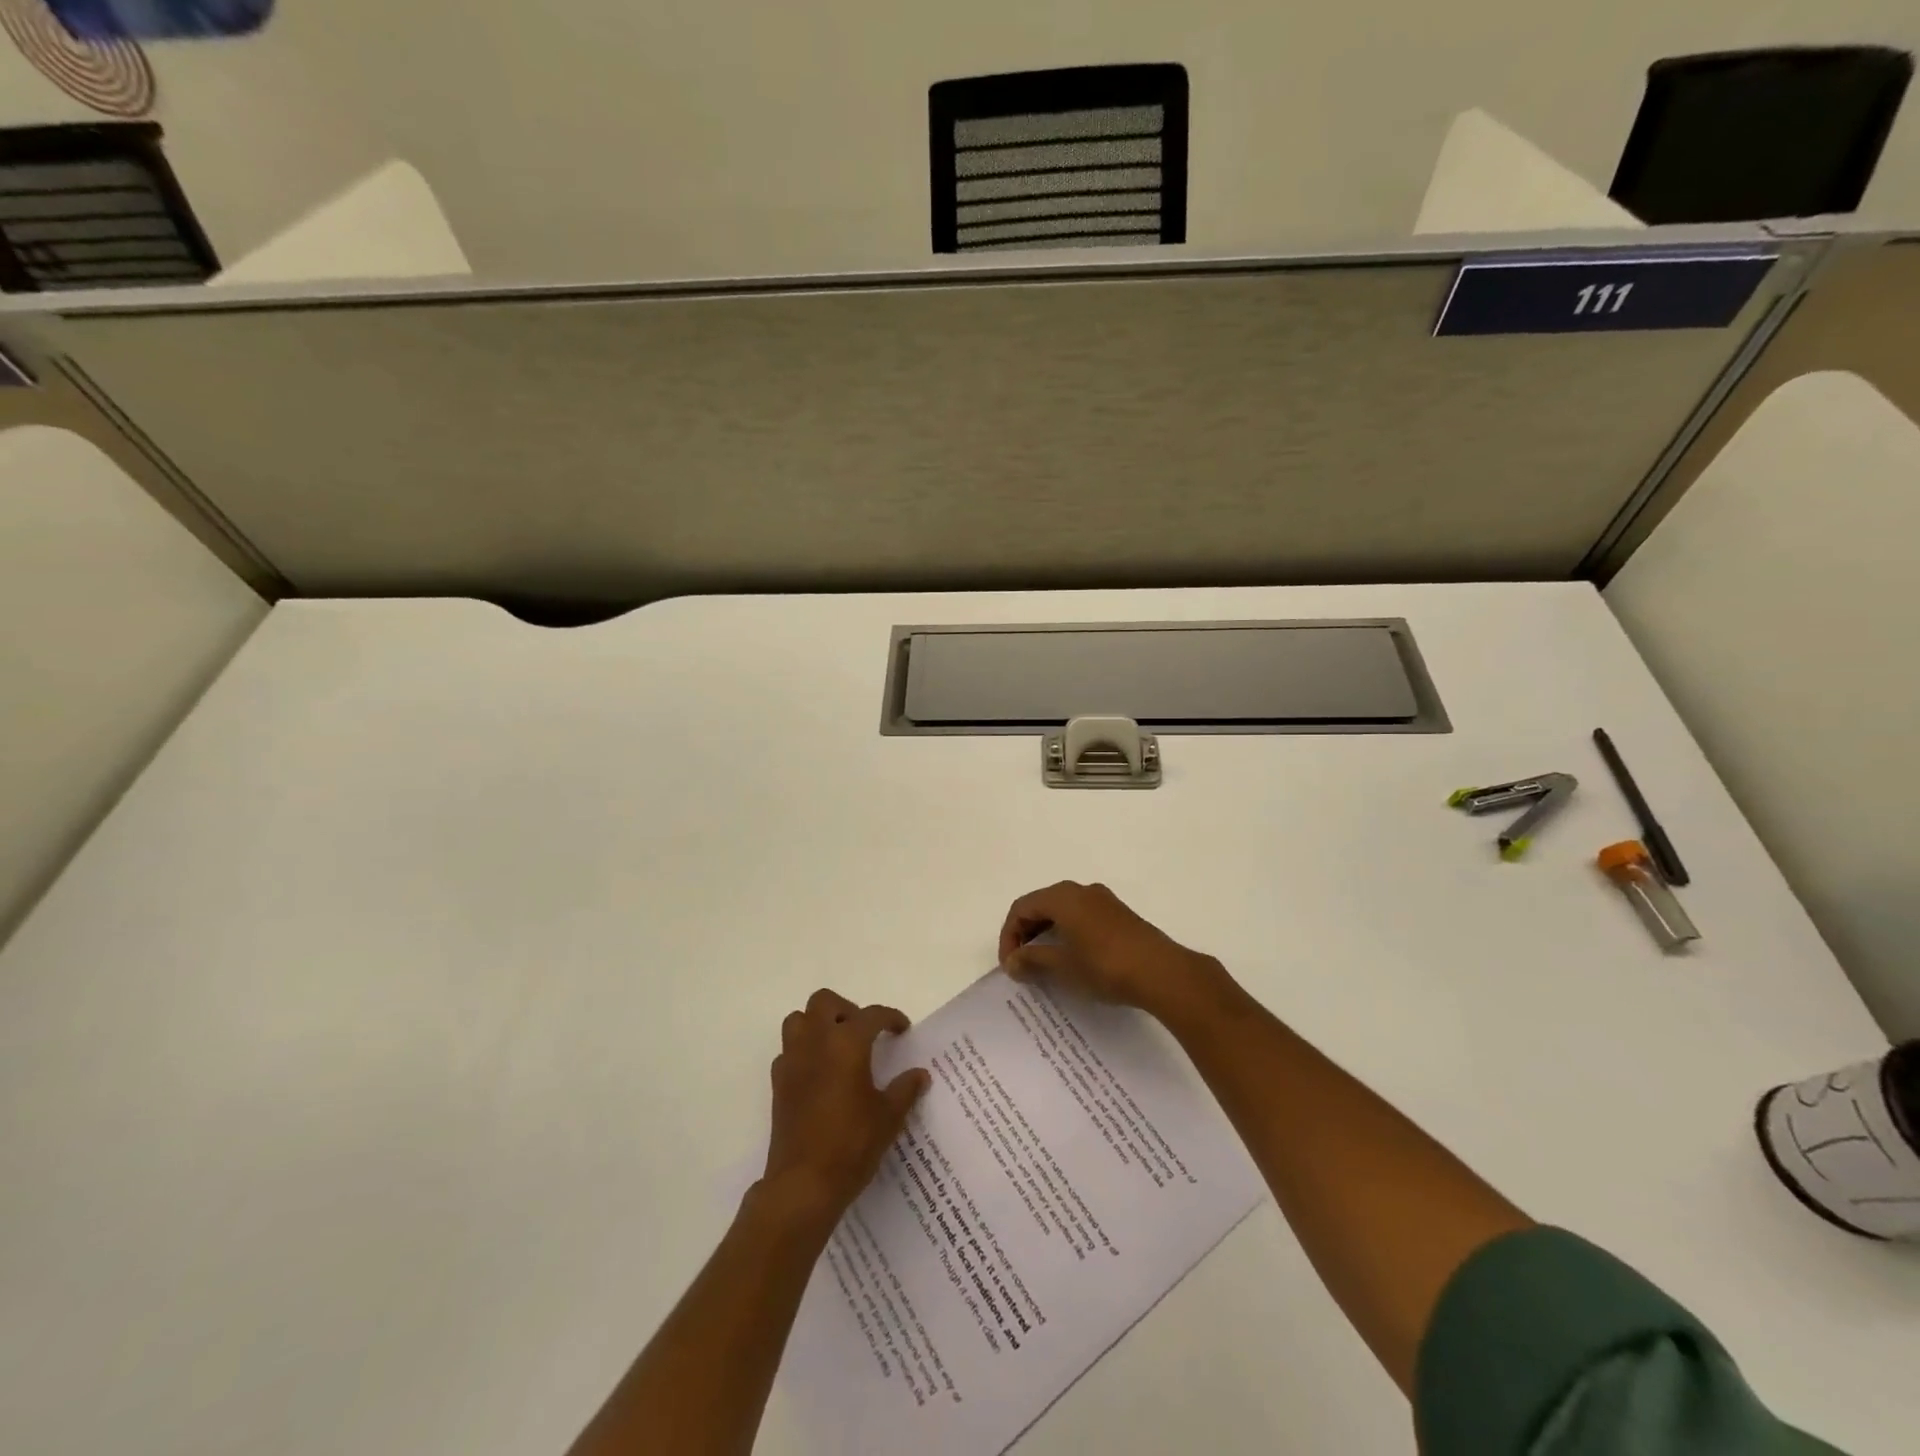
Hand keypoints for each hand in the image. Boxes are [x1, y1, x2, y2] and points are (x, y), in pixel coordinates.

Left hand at [761, 988, 930, 1220]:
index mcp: (847, 1043)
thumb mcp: (888, 1117)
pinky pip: (789, 1050)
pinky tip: (819, 1073)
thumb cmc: (852, 1145)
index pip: (872, 1015)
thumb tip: (920, 1074)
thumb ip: (905, 1089)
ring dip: (818, 1023)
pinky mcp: (778, 1082)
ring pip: (799, 1019)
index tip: (902, 1029)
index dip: (890, 1018)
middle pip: (825, 1002)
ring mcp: (792, 1060)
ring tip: (838, 1046)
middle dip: (846, 1009)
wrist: (804, 1184)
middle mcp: (816, 1041)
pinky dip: (803, 1051)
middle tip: (864, 1032)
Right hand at [998, 881, 1234, 1022]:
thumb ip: (1032, 960)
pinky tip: (1072, 959)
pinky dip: (1067, 934)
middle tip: (1022, 964)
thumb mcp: (1063, 966)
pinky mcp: (1119, 915)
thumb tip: (1012, 962)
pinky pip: (1082, 917)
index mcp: (1063, 897)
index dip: (1009, 936)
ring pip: (1063, 911)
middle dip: (1026, 933)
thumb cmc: (1105, 965)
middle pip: (1041, 905)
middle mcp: (1081, 890)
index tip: (1010, 966)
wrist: (1162, 972)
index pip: (1022, 908)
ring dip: (1047, 934)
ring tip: (1044, 964)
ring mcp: (1103, 901)